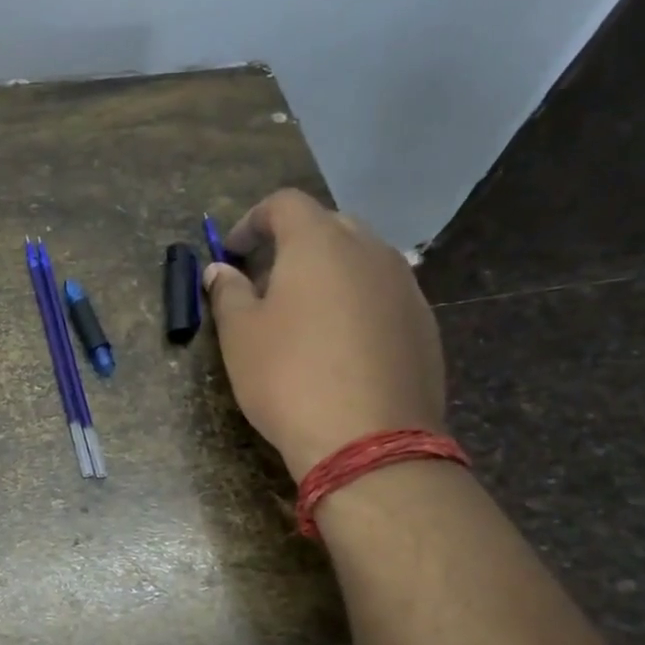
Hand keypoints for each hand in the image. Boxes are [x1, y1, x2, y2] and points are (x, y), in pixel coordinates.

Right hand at [204, 189, 444, 481]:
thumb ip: (228, 293)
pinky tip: (339, 346)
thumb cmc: (288, 378)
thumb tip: (221, 270)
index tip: (231, 254)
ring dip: (326, 273)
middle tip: (264, 282)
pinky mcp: (423, 323)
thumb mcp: (240, 336)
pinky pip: (382, 294)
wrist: (368, 441)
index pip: (284, 204)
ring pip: (360, 260)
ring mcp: (405, 286)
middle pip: (327, 226)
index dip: (251, 221)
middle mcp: (370, 250)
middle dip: (291, 245)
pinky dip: (355, 302)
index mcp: (319, 243)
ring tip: (301, 315)